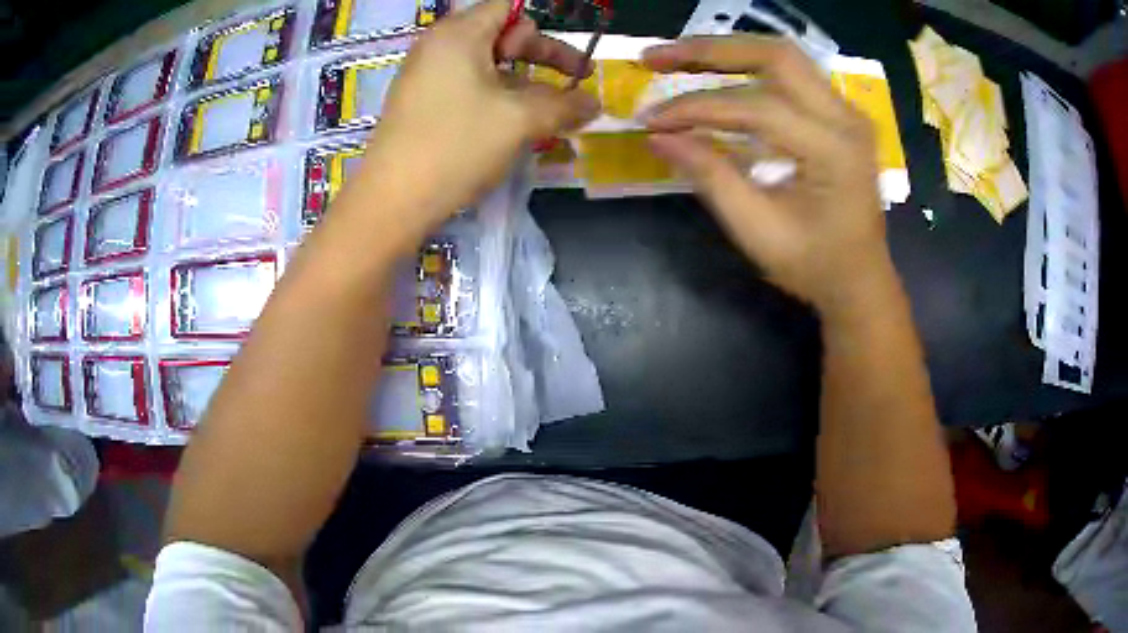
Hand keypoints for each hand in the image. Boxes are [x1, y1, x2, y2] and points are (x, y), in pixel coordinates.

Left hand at [358, 0, 599, 236]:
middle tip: (572, 82)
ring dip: (523, 83)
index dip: (543, 31)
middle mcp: (438, 46)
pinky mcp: (420, 103)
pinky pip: (467, 86)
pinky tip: (514, 125)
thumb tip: (595, 104)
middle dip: (541, 56)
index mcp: (458, 34)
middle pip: (500, 34)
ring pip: (486, 65)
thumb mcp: (520, 121)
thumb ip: (564, 105)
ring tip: (549, 113)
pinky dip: (496, 97)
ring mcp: (425, 75)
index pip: (508, 8)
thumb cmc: (456, 146)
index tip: (569, 61)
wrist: (392, 202)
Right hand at [642, 37, 894, 315]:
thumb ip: (710, 176)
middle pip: (775, 56)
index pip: (757, 108)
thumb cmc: (814, 265)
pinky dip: (748, 68)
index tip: (652, 120)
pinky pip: (792, 74)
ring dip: (728, 52)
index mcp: (833, 151)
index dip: (697, 108)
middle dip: (710, 51)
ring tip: (679, 57)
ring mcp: (847, 112)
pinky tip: (718, 73)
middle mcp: (846, 118)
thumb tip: (658, 136)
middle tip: (658, 58)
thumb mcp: (758, 230)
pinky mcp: (839, 114)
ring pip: (783, 56)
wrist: (860, 280)